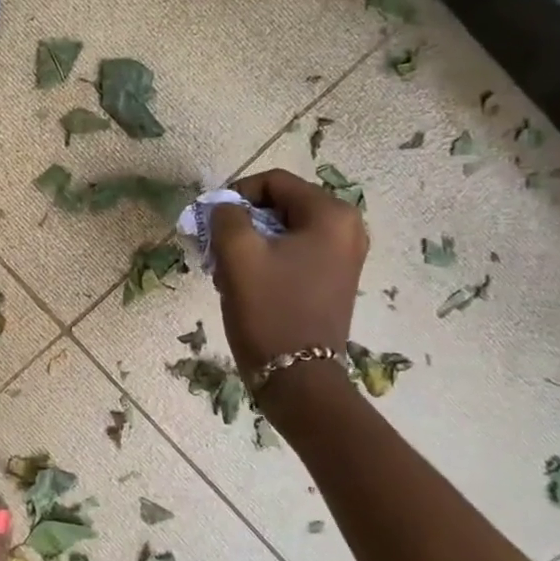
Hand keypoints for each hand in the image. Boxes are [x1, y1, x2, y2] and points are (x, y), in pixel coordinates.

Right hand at [208, 170, 368, 375]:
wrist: (297, 379)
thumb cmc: (269, 310)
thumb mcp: (238, 254)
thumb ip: (225, 216)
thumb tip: (224, 206)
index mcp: (331, 215)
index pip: (274, 182)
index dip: (236, 195)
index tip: (212, 222)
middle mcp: (347, 228)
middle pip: (281, 204)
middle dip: (244, 221)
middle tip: (218, 247)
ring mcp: (345, 255)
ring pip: (285, 230)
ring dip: (251, 242)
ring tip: (229, 269)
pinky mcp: (335, 278)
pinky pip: (295, 251)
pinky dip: (267, 258)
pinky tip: (247, 281)